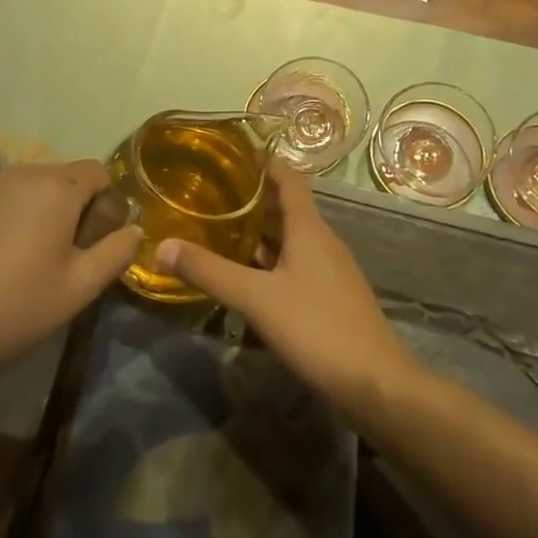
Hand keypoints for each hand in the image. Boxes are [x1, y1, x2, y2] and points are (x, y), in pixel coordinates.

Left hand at [0, 160, 141, 397]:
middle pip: (60, 177)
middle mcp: (18, 173)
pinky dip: (3, 217)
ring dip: (35, 211)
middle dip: (70, 207)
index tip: (93, 242)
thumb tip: (134, 229)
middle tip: (60, 257)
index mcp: (55, 188)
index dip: (105, 203)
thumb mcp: (79, 288)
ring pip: (25, 187)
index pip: (97, 171)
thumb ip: (116, 252)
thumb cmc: (15, 310)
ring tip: (23, 261)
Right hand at [157, 161, 416, 416]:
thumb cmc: (317, 327)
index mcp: (309, 227)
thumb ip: (210, 271)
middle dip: (251, 198)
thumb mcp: (256, 298)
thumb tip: (161, 245)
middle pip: (286, 206)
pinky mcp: (330, 295)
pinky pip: (295, 263)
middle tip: (211, 194)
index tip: (231, 154)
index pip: (288, 177)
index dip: (263, 162)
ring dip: (259, 231)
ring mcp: (329, 269)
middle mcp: (322, 239)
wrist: (376, 383)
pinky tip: (246, 276)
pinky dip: (270, 260)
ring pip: (290, 237)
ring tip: (219, 229)